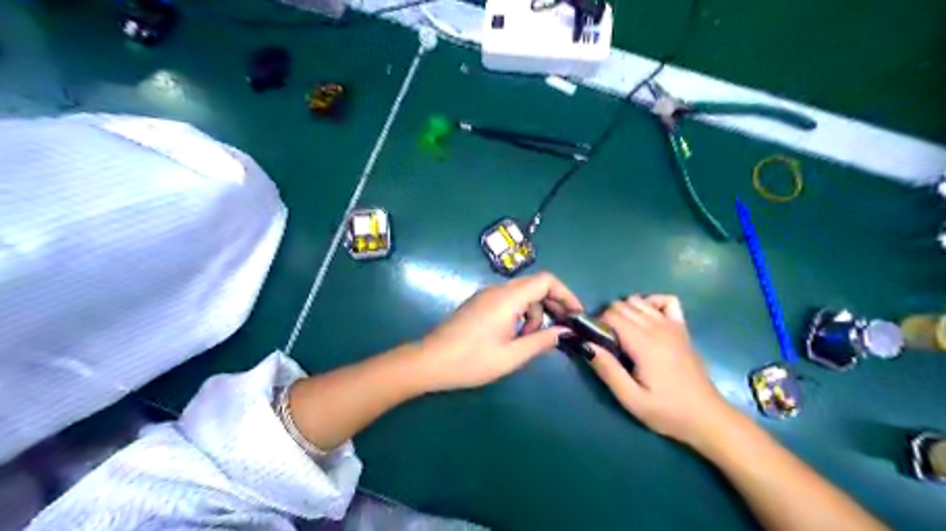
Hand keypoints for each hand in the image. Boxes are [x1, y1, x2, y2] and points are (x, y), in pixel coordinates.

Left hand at [414, 273, 585, 391]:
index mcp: (508, 298)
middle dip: (553, 304)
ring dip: (534, 312)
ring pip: (522, 294)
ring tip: (530, 339)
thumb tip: (565, 331)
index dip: (565, 293)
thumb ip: (541, 341)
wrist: (430, 361)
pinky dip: (520, 313)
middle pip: (535, 285)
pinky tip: (515, 335)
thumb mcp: (511, 356)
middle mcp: (498, 290)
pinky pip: (508, 300)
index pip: (546, 280)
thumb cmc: (471, 361)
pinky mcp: (479, 303)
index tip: (576, 314)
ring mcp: (486, 295)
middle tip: (562, 327)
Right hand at [590, 295, 734, 447]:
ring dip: (625, 311)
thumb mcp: (631, 399)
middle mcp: (657, 327)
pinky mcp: (682, 328)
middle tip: (607, 343)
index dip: (597, 324)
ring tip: (623, 335)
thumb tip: (585, 344)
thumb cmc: (667, 411)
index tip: (595, 343)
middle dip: (607, 318)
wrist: (707, 417)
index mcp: (643, 343)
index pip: (611, 315)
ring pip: (638, 300)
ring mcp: (672, 325)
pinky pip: (666, 301)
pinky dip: (651, 303)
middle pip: (622, 305)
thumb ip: (607, 370)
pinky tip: (646, 319)